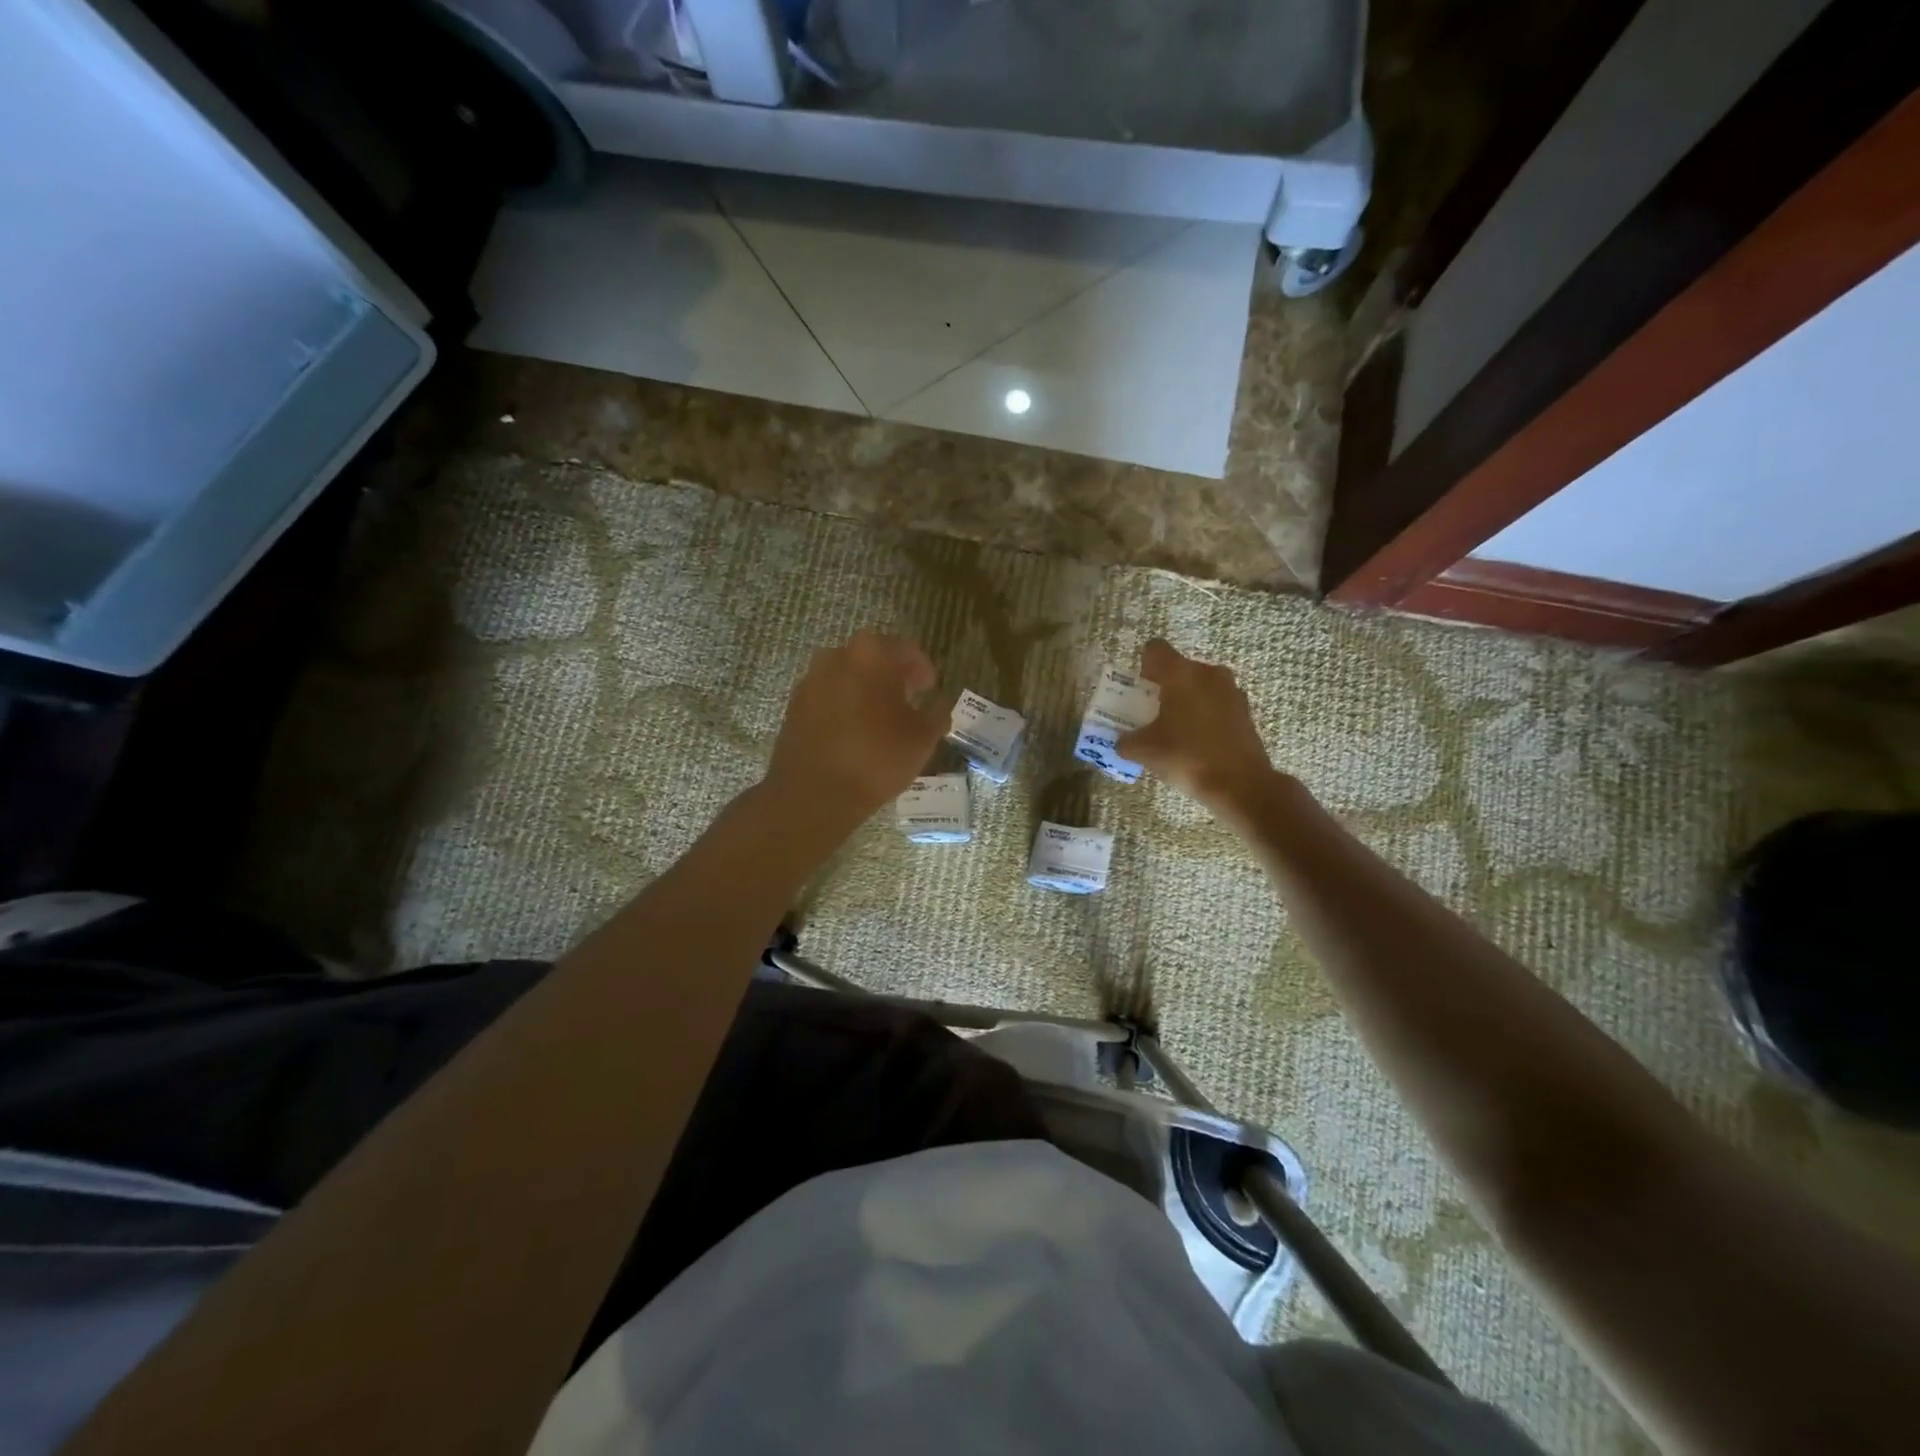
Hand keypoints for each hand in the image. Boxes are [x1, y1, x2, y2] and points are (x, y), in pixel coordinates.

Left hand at [764, 631, 954, 827]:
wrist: (814, 793)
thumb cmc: (877, 757)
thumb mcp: (923, 738)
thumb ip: (937, 714)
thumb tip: (939, 705)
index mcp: (872, 654)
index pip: (906, 650)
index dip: (923, 669)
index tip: (930, 690)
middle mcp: (837, 656)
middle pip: (873, 657)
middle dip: (892, 675)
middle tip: (908, 700)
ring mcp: (811, 679)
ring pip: (848, 676)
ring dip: (866, 689)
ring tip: (881, 719)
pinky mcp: (794, 705)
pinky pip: (828, 696)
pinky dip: (844, 706)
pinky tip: (855, 732)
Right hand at [1119, 640, 1283, 812]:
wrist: (1240, 784)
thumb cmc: (1187, 756)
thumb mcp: (1144, 751)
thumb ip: (1126, 741)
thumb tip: (1122, 741)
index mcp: (1181, 673)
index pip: (1154, 649)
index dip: (1142, 666)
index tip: (1139, 692)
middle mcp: (1208, 673)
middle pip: (1178, 669)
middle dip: (1163, 687)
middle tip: (1152, 715)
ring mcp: (1231, 691)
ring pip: (1199, 686)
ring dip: (1185, 702)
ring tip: (1175, 731)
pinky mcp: (1245, 711)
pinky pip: (1216, 704)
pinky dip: (1204, 716)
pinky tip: (1197, 743)